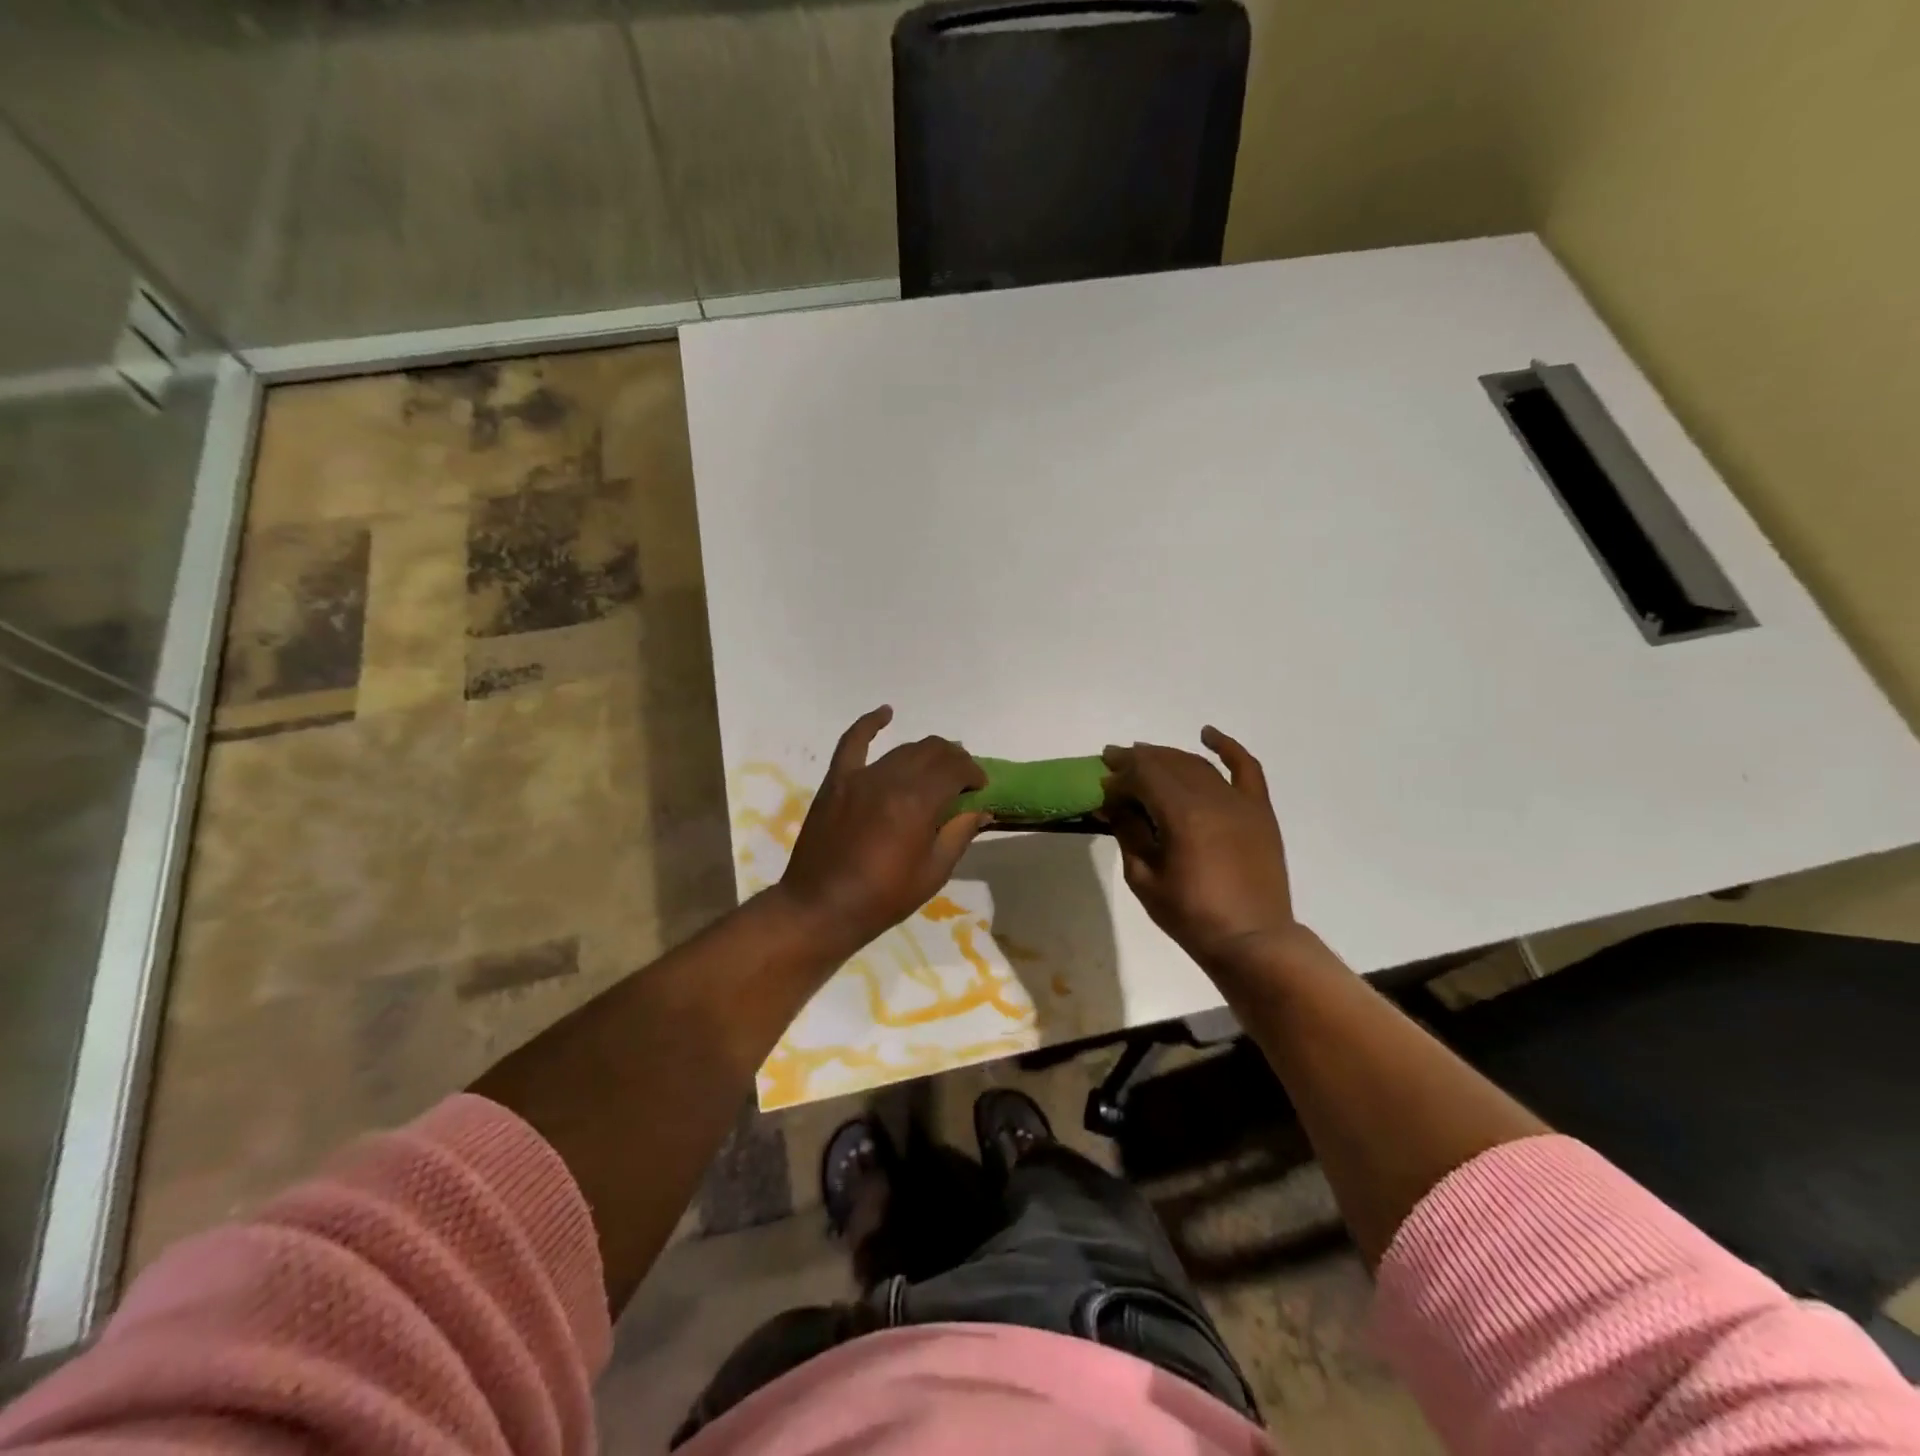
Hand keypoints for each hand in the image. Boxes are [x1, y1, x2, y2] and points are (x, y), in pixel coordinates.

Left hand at [776, 706, 989, 960]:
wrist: (821, 908)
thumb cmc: (883, 898)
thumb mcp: (933, 872)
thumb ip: (959, 833)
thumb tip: (980, 809)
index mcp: (918, 802)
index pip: (956, 769)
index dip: (974, 773)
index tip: (981, 788)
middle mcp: (891, 779)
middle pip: (932, 752)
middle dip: (955, 760)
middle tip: (962, 779)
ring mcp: (860, 777)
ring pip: (902, 749)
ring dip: (926, 753)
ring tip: (936, 765)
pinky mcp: (836, 781)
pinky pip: (853, 742)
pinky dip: (870, 723)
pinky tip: (886, 712)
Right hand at [1101, 727, 1298, 970]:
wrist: (1252, 940)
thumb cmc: (1191, 916)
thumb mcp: (1145, 878)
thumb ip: (1129, 833)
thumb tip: (1113, 804)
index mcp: (1182, 815)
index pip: (1143, 777)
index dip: (1119, 776)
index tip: (1102, 783)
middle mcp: (1212, 798)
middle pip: (1168, 764)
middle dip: (1137, 760)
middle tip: (1113, 761)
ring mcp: (1240, 802)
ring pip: (1197, 764)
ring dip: (1167, 755)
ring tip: (1143, 755)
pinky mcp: (1259, 811)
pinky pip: (1246, 768)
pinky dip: (1227, 747)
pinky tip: (1207, 734)